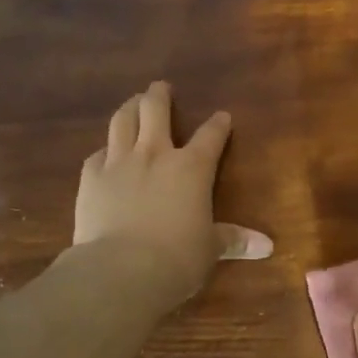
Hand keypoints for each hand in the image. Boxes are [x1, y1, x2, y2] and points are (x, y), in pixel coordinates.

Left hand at [73, 81, 272, 309]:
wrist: (121, 270)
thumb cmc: (178, 259)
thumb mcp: (210, 250)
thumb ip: (234, 240)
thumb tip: (267, 246)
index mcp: (192, 168)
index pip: (210, 137)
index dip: (218, 124)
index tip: (222, 116)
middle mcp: (155, 154)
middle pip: (156, 110)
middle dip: (160, 95)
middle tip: (161, 88)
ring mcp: (118, 162)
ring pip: (123, 121)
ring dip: (130, 107)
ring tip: (133, 103)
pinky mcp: (90, 178)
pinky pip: (97, 154)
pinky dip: (104, 150)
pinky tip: (105, 153)